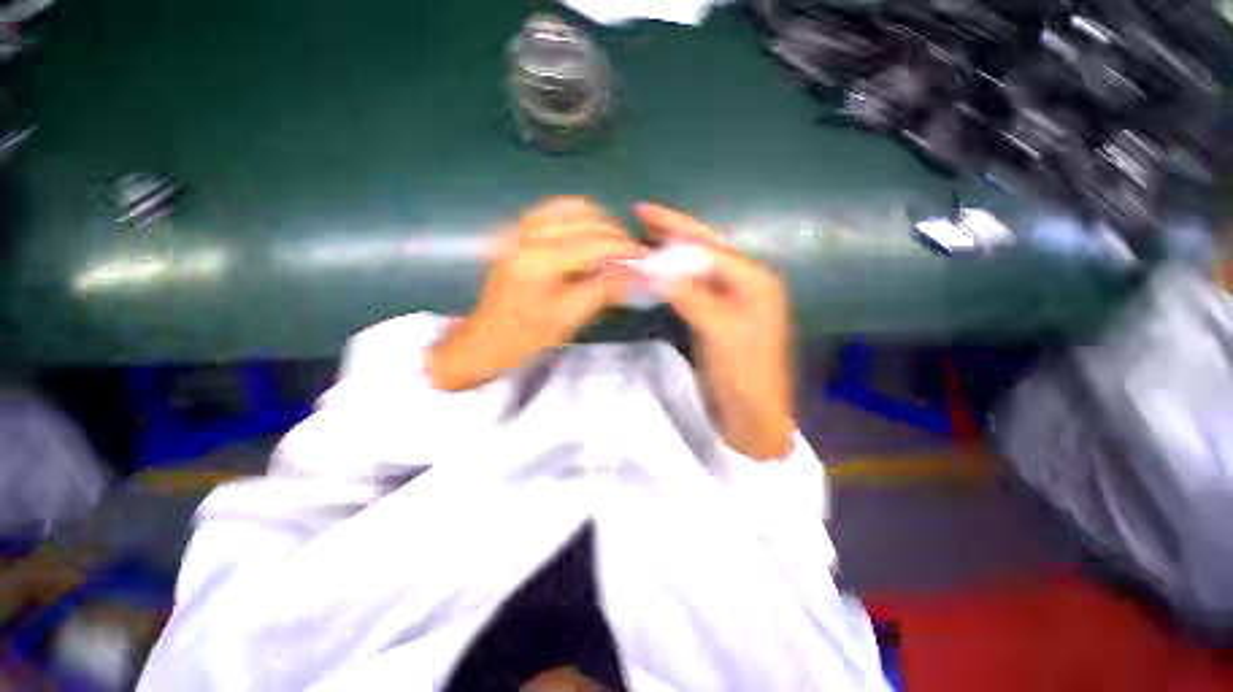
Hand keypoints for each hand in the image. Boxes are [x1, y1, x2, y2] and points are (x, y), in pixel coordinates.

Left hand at [428, 198, 645, 391]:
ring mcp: (519, 229)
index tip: (644, 256)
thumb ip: (604, 288)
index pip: (594, 242)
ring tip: (613, 241)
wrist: (487, 339)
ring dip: (597, 221)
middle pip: (584, 219)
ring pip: (569, 208)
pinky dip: (576, 216)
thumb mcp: (570, 316)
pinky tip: (588, 231)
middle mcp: (529, 235)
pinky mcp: (516, 232)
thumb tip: (636, 271)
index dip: (623, 247)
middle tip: (631, 252)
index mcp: (541, 260)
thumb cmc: (528, 336)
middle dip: (614, 233)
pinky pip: (552, 211)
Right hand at [634, 203, 794, 459]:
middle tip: (641, 214)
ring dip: (670, 251)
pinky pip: (692, 286)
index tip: (641, 213)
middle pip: (704, 249)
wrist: (751, 415)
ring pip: (697, 266)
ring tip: (643, 235)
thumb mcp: (718, 331)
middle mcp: (746, 282)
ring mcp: (731, 299)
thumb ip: (687, 294)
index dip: (673, 231)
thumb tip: (649, 266)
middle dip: (674, 231)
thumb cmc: (742, 375)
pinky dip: (672, 275)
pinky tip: (657, 269)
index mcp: (754, 280)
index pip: (707, 247)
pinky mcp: (718, 315)